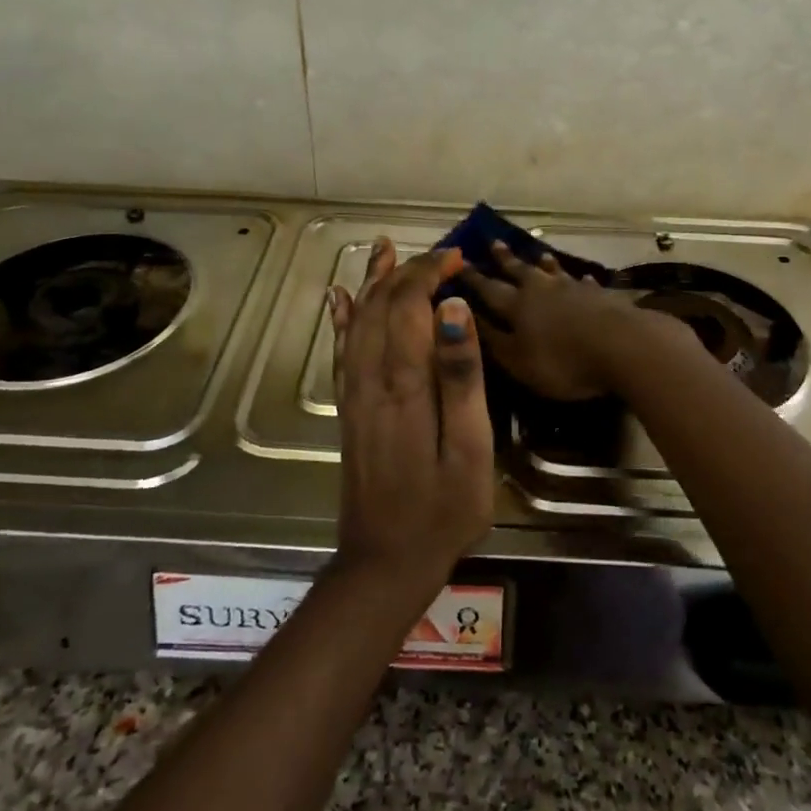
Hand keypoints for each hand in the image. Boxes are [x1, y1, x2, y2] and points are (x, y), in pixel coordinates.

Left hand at [327, 239, 495, 599]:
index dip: (430, 272)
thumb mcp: (470, 448)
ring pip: (357, 321)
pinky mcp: (348, 410)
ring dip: (372, 282)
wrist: (385, 561)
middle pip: (381, 306)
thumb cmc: (443, 508)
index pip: (409, 305)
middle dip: (407, 271)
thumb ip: (461, 376)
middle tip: (440, 255)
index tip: (457, 258)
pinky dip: (342, 318)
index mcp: (405, 384)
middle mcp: (371, 378)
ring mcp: (354, 394)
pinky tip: (340, 299)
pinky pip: (342, 351)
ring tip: (383, 250)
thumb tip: (453, 309)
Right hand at [460, 241, 675, 400]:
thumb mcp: (518, 361)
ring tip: (538, 254)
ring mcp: (574, 289)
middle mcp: (542, 289)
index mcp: (517, 305)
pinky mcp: (602, 295)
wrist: (622, 346)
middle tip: (494, 242)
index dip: (472, 278)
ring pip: (553, 271)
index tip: (458, 262)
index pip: (488, 289)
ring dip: (543, 263)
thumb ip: (493, 341)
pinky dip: (580, 280)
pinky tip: (583, 278)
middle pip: (520, 270)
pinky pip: (585, 284)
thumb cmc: (563, 360)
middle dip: (505, 259)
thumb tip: (466, 319)